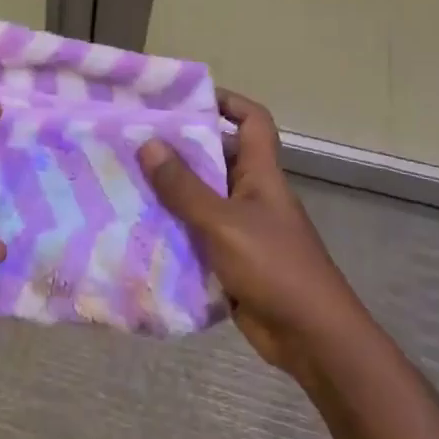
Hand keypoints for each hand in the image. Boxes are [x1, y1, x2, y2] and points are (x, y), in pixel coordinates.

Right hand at [137, 93, 355, 376]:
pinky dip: (174, 229)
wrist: (312, 338)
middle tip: (135, 140)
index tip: (184, 99)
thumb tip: (148, 143)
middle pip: (217, 157)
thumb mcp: (223, 222)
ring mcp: (243, 228)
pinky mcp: (232, 259)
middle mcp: (252, 194)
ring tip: (126, 179)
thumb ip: (184, 187)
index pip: (252, 120)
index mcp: (261, 174)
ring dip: (171, 191)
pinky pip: (197, 234)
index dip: (226, 101)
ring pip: (202, 197)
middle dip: (180, 148)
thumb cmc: (274, 267)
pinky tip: (140, 227)